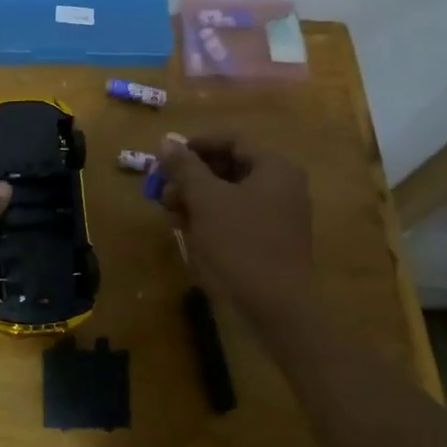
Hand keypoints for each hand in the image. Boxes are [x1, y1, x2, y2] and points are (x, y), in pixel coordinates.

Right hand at [157, 134, 312, 318]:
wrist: (276, 307)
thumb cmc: (240, 243)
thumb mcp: (206, 200)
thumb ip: (185, 167)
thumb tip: (167, 141)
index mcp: (275, 167)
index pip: (231, 139)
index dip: (195, 145)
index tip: (166, 159)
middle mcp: (283, 185)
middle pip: (230, 166)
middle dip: (192, 176)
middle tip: (163, 189)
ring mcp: (280, 215)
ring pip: (231, 194)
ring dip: (197, 199)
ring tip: (170, 214)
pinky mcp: (272, 240)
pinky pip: (238, 217)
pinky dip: (212, 218)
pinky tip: (188, 230)